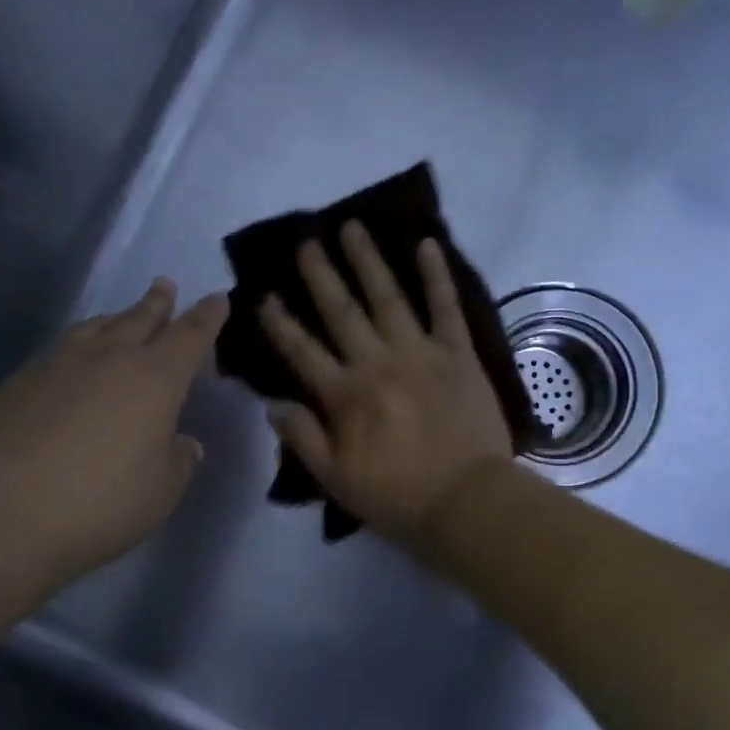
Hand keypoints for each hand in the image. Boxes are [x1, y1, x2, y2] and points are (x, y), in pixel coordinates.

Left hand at [0, 280, 227, 590]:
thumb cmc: (100, 501)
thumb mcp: (162, 490)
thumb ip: (179, 460)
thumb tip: (181, 442)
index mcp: (154, 378)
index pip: (190, 336)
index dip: (207, 317)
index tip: (217, 297)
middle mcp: (107, 359)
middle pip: (139, 319)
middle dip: (157, 303)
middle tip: (165, 285)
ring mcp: (56, 366)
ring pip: (94, 329)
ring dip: (114, 319)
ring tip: (120, 317)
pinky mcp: (15, 384)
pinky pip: (58, 352)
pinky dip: (76, 348)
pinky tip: (69, 363)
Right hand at [260, 222, 513, 542]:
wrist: (468, 500)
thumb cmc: (399, 496)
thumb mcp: (337, 479)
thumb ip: (304, 439)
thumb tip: (273, 405)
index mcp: (346, 395)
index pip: (302, 351)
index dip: (280, 323)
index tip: (262, 295)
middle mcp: (378, 362)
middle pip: (342, 311)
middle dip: (320, 275)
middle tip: (306, 241)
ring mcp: (421, 353)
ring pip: (388, 297)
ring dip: (367, 261)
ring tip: (351, 228)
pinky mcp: (458, 353)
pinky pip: (446, 307)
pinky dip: (437, 275)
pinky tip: (427, 244)